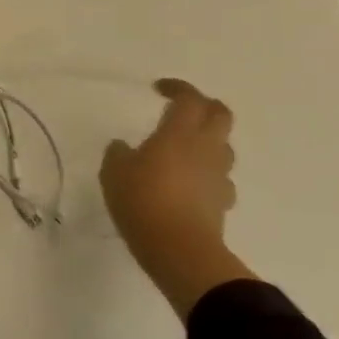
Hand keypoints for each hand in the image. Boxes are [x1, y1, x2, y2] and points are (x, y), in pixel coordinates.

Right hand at [100, 78, 253, 318]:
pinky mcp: (223, 203)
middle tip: (182, 111)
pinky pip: (221, 180)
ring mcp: (218, 176)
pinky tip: (191, 185)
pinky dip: (208, 175)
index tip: (159, 89)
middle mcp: (205, 148)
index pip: (189, 98)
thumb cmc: (143, 201)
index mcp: (179, 133)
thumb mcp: (114, 173)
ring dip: (209, 141)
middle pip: (220, 115)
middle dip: (204, 107)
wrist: (179, 250)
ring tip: (185, 149)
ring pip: (224, 147)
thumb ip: (118, 153)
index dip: (177, 88)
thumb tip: (123, 146)